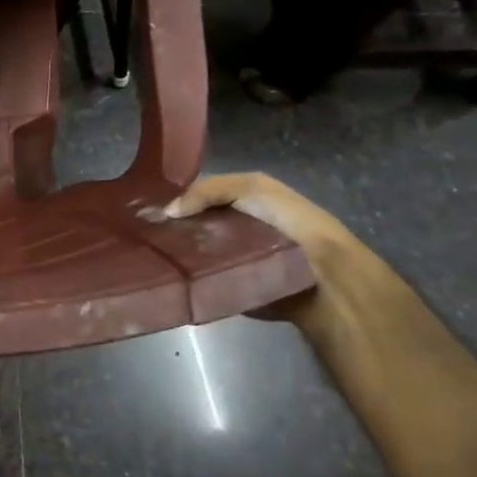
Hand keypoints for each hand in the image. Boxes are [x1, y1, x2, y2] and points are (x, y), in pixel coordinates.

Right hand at [163, 172, 359, 321]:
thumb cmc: (290, 224)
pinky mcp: (238, 289)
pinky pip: (208, 280)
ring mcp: (239, 262)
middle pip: (197, 227)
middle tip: (151, 235)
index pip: (202, 199)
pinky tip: (175, 276)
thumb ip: (209, 190)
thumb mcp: (252, 187)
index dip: (179, 201)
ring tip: (158, 257)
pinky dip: (193, 278)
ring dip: (181, 255)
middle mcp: (242, 231)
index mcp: (248, 204)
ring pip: (198, 254)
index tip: (151, 212)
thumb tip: (169, 211)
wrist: (325, 276)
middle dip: (176, 229)